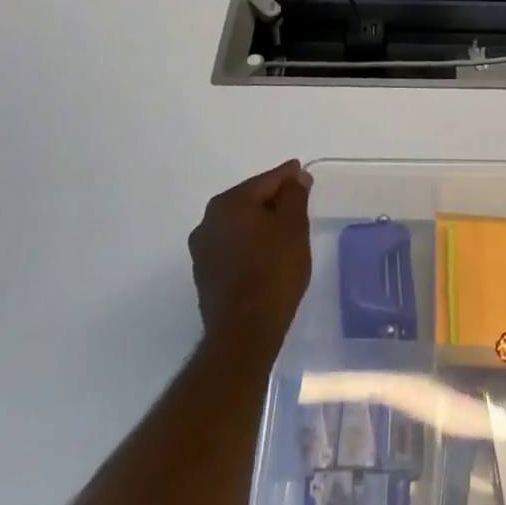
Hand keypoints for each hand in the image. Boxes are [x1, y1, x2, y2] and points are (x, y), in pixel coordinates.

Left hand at [189, 160, 312, 353]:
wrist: (245, 332)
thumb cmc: (274, 271)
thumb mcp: (293, 226)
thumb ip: (294, 195)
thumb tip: (295, 177)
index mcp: (229, 203)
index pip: (266, 180)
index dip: (288, 176)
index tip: (302, 172)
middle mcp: (208, 221)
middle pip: (249, 200)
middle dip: (273, 200)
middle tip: (298, 203)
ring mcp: (202, 250)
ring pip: (239, 225)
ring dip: (259, 224)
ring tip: (284, 231)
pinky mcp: (204, 275)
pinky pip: (232, 247)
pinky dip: (249, 244)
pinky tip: (266, 255)